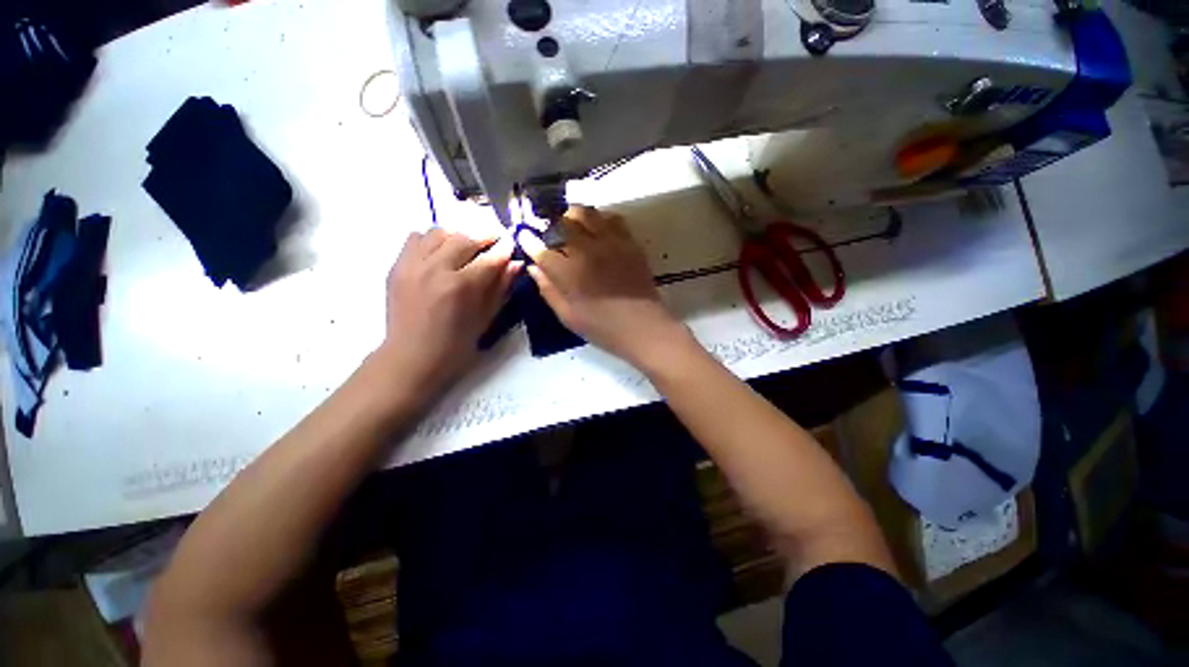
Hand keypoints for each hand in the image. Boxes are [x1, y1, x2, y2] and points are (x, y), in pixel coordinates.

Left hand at [375, 228, 519, 399]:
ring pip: (439, 232)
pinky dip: (431, 240)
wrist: (411, 357)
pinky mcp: (397, 266)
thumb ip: (500, 288)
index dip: (503, 249)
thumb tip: (515, 264)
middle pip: (464, 238)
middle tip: (493, 242)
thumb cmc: (455, 345)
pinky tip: (440, 253)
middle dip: (483, 238)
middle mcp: (436, 269)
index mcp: (461, 287)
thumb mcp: (485, 319)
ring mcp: (412, 265)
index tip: (510, 243)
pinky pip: (415, 238)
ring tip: (466, 247)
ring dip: (457, 236)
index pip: (489, 258)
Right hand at [522, 206, 686, 363]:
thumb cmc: (602, 327)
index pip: (540, 249)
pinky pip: (613, 219)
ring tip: (574, 228)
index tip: (525, 237)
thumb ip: (548, 290)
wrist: (642, 327)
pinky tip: (600, 232)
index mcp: (567, 272)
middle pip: (563, 222)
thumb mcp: (567, 316)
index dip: (529, 241)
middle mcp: (586, 250)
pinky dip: (601, 220)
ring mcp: (610, 243)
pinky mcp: (629, 242)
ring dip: (575, 217)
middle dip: (553, 225)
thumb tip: (534, 269)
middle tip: (553, 235)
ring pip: (587, 213)